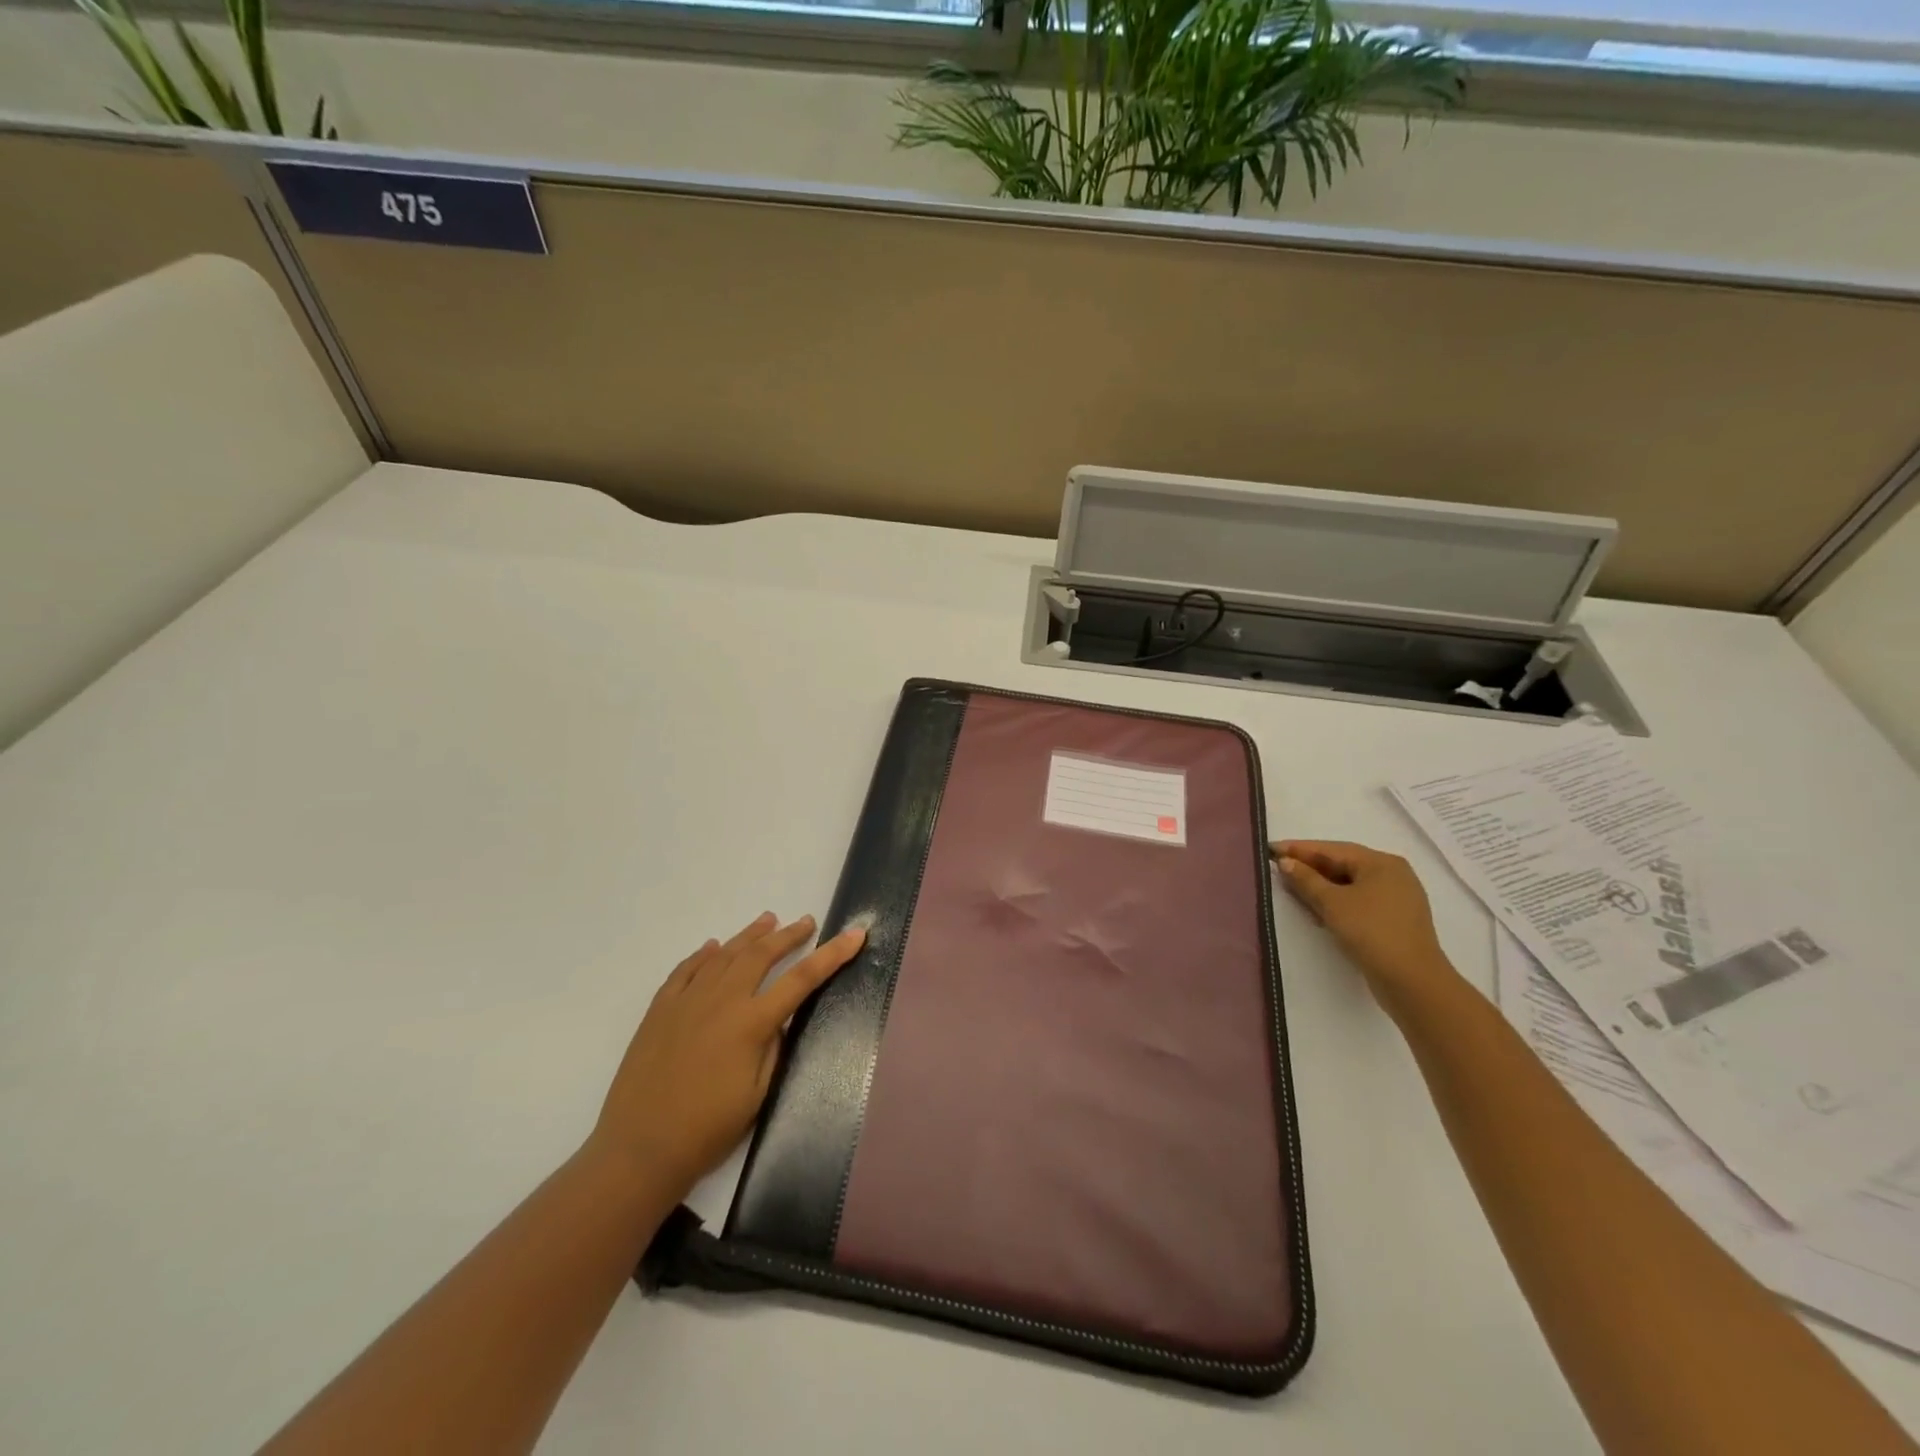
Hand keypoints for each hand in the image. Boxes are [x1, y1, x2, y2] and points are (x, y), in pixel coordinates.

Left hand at [589, 912, 865, 1202]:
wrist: (638, 1149)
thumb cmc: (707, 1130)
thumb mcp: (758, 1095)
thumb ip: (773, 1049)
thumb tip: (776, 1020)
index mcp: (751, 1023)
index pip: (802, 979)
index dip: (832, 954)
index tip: (855, 934)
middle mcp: (721, 1001)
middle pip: (761, 954)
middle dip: (788, 935)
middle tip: (806, 922)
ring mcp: (687, 1001)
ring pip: (724, 954)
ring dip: (750, 935)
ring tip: (768, 920)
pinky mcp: (660, 1009)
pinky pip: (686, 970)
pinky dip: (704, 954)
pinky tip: (712, 947)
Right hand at [1271, 840, 1457, 1010]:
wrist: (1412, 981)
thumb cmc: (1371, 932)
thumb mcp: (1332, 903)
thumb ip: (1306, 879)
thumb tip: (1286, 862)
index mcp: (1381, 863)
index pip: (1332, 849)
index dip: (1299, 849)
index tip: (1270, 849)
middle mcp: (1393, 874)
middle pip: (1343, 865)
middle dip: (1310, 868)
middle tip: (1278, 869)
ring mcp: (1396, 898)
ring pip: (1350, 884)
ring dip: (1321, 887)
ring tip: (1292, 890)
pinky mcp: (1394, 920)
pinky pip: (1359, 901)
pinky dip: (1337, 902)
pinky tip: (1318, 911)